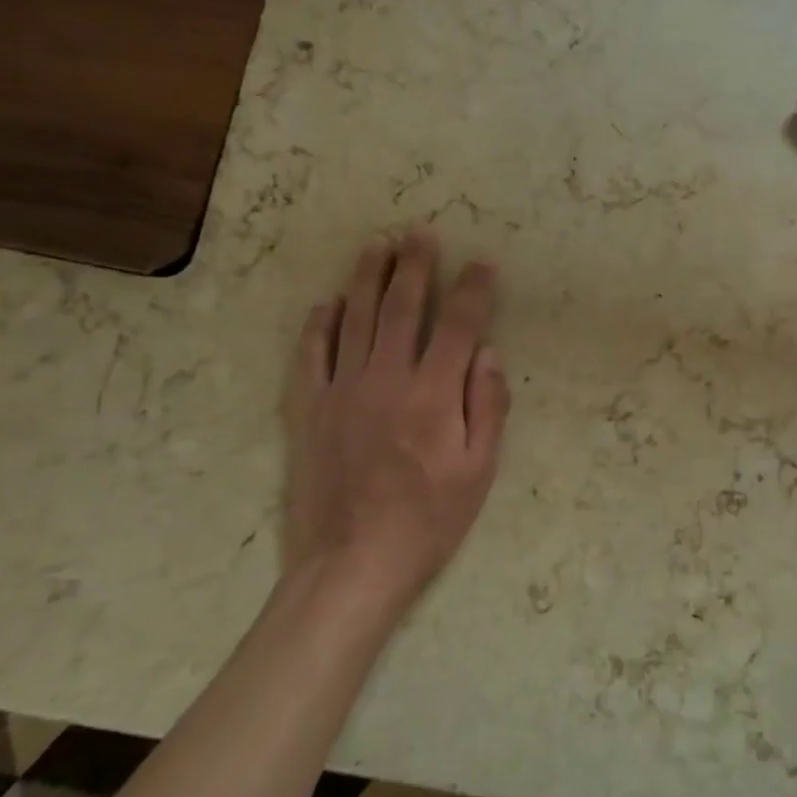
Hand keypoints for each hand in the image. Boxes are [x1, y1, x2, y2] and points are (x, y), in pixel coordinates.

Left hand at [284, 232, 510, 618]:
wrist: (352, 563)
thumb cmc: (429, 520)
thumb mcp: (479, 471)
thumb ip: (487, 406)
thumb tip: (487, 353)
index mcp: (433, 394)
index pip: (457, 326)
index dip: (472, 291)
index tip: (482, 264)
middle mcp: (386, 379)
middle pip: (401, 309)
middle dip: (414, 267)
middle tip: (420, 233)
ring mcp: (341, 391)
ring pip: (354, 320)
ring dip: (366, 279)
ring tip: (375, 246)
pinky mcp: (308, 410)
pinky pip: (311, 356)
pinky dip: (318, 325)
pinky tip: (326, 304)